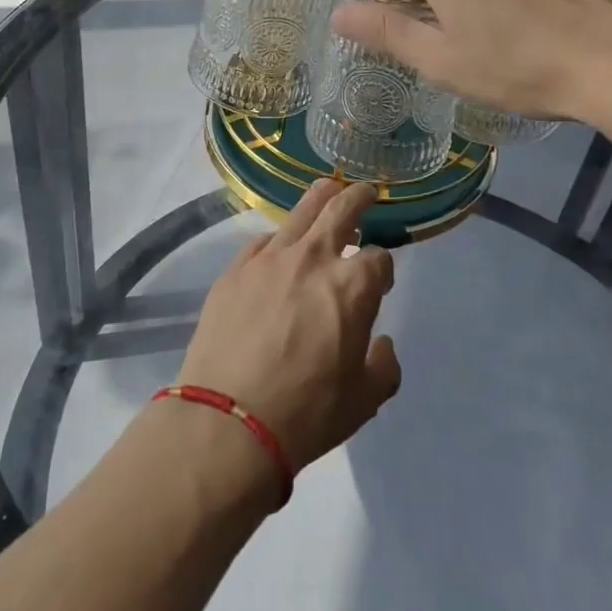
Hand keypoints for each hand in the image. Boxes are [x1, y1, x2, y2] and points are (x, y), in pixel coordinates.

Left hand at [177, 181, 401, 472]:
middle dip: (358, 197)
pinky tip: (279, 246)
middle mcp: (313, 259)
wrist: (227, 420)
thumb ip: (383, 366)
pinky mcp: (235, 269)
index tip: (380, 280)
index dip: (384, 268)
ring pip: (301, 211)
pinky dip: (279, 238)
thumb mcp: (364, 401)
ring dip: (320, 197)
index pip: (379, 258)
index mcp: (352, 286)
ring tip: (327, 190)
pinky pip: (263, 240)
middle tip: (365, 192)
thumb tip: (379, 344)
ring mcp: (269, 259)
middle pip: (341, 209)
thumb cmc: (306, 412)